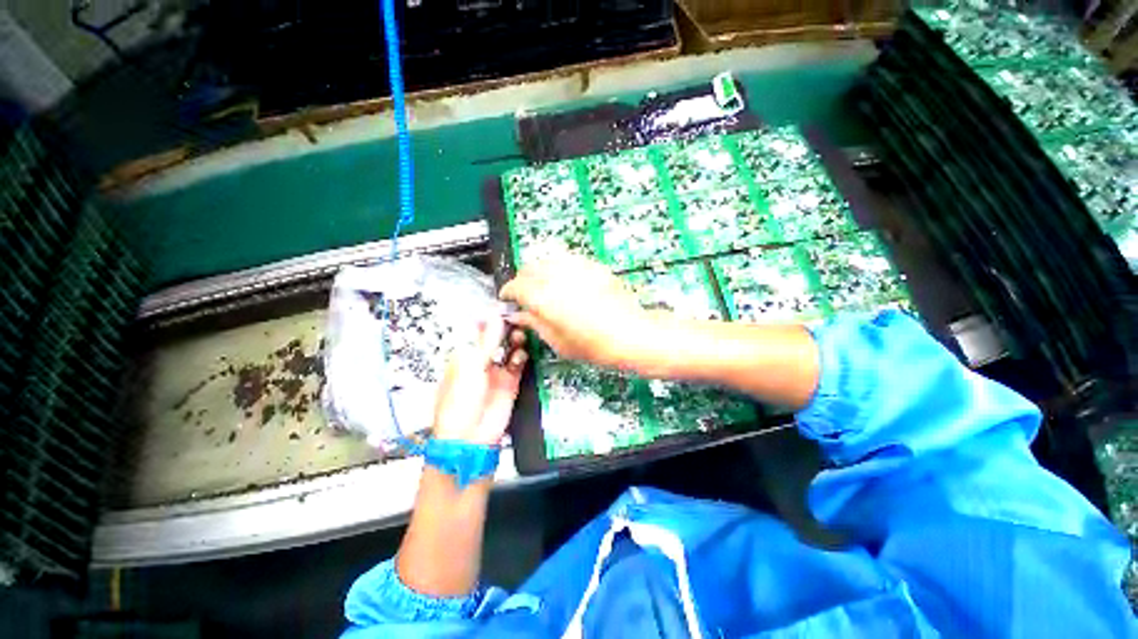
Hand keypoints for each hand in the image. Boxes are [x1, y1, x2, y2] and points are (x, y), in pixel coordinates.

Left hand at [432, 316, 527, 445]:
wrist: (469, 437)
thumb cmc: (459, 400)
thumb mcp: (471, 366)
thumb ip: (487, 341)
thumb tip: (494, 316)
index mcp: (464, 354)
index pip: (478, 330)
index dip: (490, 319)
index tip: (503, 307)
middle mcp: (481, 360)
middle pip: (496, 338)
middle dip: (506, 328)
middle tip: (517, 319)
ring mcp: (496, 371)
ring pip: (509, 349)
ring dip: (515, 341)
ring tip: (520, 336)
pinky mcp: (510, 382)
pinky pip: (518, 364)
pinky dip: (521, 357)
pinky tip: (520, 356)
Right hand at [499, 253, 649, 369]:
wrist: (630, 334)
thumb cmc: (592, 345)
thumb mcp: (557, 341)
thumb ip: (534, 323)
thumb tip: (518, 315)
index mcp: (543, 298)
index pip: (515, 286)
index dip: (508, 292)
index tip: (508, 299)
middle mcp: (556, 276)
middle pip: (529, 267)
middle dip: (522, 279)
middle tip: (526, 294)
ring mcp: (576, 267)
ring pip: (547, 258)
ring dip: (540, 270)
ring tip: (545, 285)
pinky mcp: (593, 265)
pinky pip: (568, 259)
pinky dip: (560, 267)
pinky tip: (567, 282)